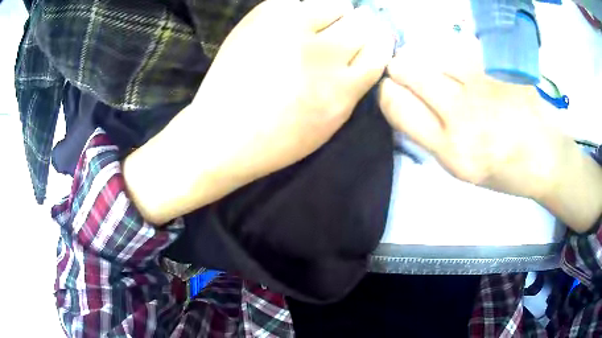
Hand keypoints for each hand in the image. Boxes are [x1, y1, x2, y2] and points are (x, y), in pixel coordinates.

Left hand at [124, 0, 394, 223]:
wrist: (221, 134)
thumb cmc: (276, 139)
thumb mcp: (329, 124)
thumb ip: (353, 87)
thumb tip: (365, 53)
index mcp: (344, 87)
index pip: (379, 49)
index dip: (377, 42)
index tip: (369, 41)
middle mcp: (325, 53)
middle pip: (363, 22)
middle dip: (357, 27)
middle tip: (339, 34)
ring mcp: (293, 28)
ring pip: (336, 4)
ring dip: (331, 14)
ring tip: (312, 27)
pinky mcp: (265, 15)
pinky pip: (299, 0)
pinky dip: (301, 9)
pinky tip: (289, 23)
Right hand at [377, 37, 570, 200]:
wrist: (547, 158)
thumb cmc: (505, 171)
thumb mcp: (462, 169)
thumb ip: (431, 136)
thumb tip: (405, 100)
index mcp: (451, 150)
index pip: (396, 105)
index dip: (387, 91)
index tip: (392, 87)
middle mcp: (463, 115)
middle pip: (408, 70)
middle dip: (400, 67)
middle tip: (408, 70)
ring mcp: (483, 85)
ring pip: (434, 55)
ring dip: (431, 60)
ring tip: (446, 74)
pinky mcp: (499, 67)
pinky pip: (463, 51)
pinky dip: (458, 58)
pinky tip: (473, 72)